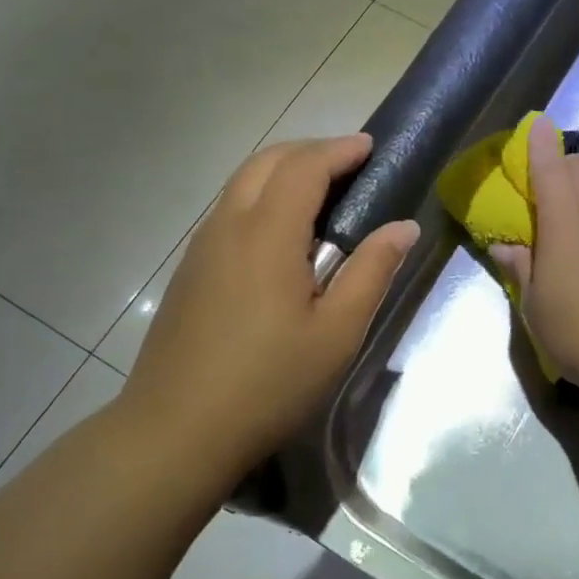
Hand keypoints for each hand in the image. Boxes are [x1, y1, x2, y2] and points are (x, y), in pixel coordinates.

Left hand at [121, 134, 418, 472]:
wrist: (175, 431)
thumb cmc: (268, 383)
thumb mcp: (337, 333)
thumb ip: (372, 272)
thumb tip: (403, 227)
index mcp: (267, 233)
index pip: (304, 166)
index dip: (339, 149)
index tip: (370, 147)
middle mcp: (228, 225)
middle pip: (267, 161)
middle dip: (310, 150)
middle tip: (348, 163)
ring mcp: (202, 247)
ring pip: (241, 182)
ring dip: (282, 171)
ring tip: (319, 192)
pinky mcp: (190, 270)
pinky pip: (229, 210)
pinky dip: (261, 196)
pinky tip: (280, 233)